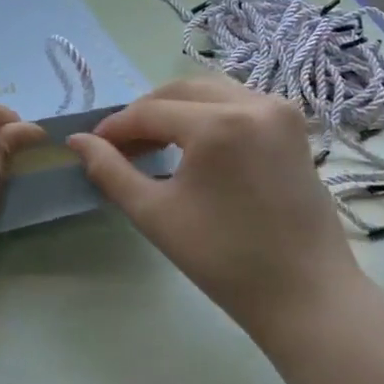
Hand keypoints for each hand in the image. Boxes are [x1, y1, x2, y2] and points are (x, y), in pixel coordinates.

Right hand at [68, 77, 360, 340]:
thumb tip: (78, 141)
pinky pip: (239, 103)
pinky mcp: (294, 126)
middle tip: (120, 146)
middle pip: (181, 91)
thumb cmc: (224, 259)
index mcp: (219, 124)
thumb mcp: (155, 214)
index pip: (151, 112)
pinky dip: (208, 114)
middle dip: (144, 113)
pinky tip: (193, 144)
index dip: (115, 127)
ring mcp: (280, 111)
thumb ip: (111, 171)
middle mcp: (253, 103)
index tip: (91, 145)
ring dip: (176, 110)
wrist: (304, 293)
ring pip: (211, 92)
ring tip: (153, 144)